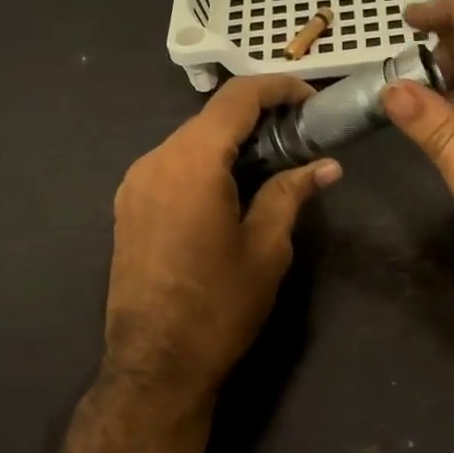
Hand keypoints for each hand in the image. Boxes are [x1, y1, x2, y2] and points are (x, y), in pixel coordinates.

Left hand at [106, 76, 339, 401]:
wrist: (155, 364)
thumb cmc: (219, 305)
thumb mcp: (266, 248)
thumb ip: (291, 193)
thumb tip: (326, 167)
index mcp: (190, 162)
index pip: (236, 98)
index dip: (278, 88)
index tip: (310, 101)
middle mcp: (154, 160)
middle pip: (209, 119)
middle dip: (257, 118)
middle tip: (299, 137)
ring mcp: (134, 184)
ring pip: (189, 143)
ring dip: (229, 143)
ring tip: (271, 164)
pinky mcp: (127, 208)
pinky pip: (171, 168)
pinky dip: (205, 165)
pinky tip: (231, 190)